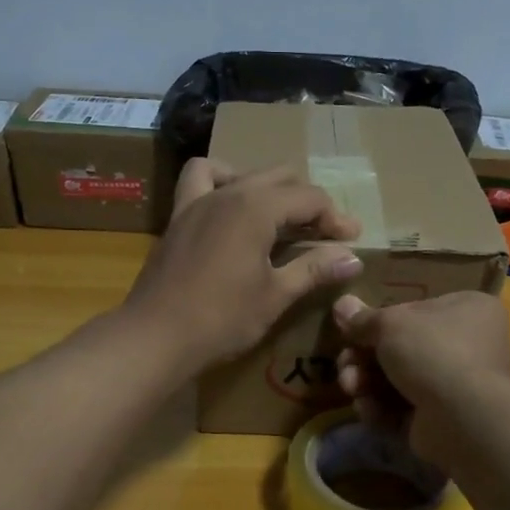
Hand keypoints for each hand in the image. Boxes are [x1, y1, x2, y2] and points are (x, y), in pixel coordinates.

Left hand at [123, 160, 363, 373]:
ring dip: (267, 187)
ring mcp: (197, 201)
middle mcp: (228, 193)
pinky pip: (199, 180)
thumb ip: (314, 269)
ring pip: (242, 173)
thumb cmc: (222, 319)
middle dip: (307, 201)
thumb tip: (353, 259)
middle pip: (279, 177)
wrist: (156, 336)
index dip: (335, 218)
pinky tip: (229, 208)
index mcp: (256, 208)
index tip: (352, 240)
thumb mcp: (275, 296)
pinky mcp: (178, 217)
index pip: (309, 198)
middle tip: (323, 233)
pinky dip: (220, 182)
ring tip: (278, 215)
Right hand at [332, 292, 509, 458]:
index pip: (417, 310)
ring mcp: (459, 385)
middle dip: (364, 359)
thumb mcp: (390, 324)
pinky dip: (382, 408)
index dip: (381, 321)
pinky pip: (406, 408)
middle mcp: (472, 344)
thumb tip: (341, 305)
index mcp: (470, 309)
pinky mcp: (445, 419)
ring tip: (351, 388)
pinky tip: (367, 409)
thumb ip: (363, 318)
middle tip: (345, 364)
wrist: (461, 417)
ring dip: (367, 383)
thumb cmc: (432, 351)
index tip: (353, 331)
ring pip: (400, 380)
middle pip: (403, 348)